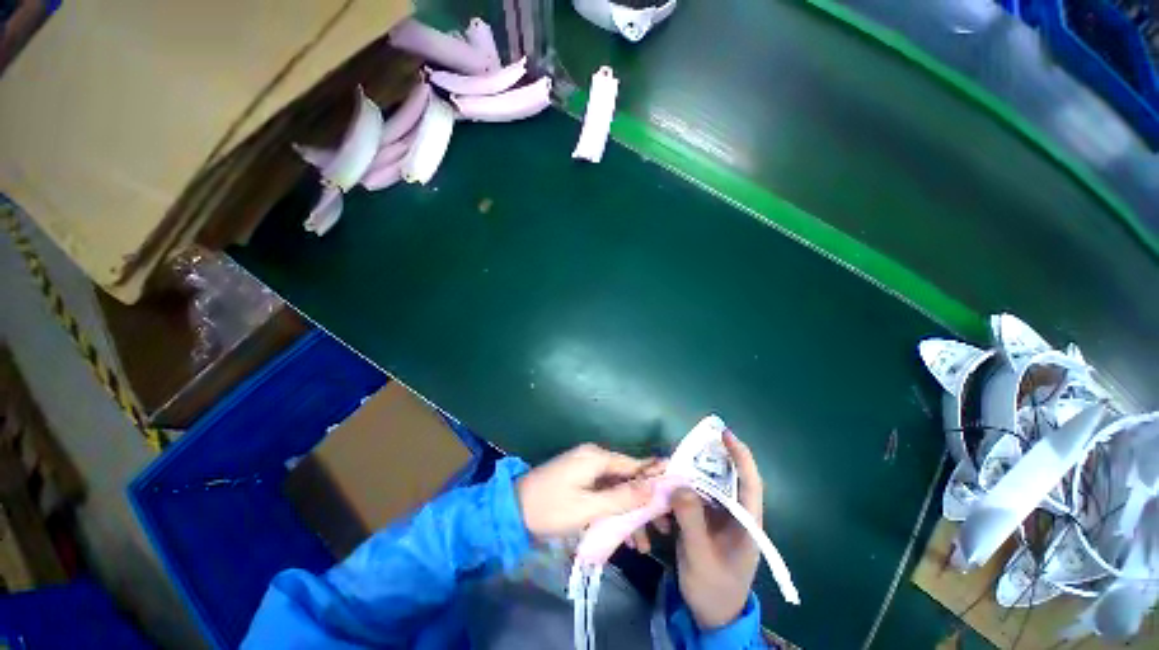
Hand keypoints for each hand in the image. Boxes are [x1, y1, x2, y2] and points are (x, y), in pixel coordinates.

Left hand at [516, 443, 661, 538]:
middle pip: (627, 478)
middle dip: (644, 502)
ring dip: (629, 512)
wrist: (512, 511)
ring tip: (642, 544)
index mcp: (596, 458)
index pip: (634, 464)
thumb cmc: (550, 508)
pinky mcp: (579, 481)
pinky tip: (622, 535)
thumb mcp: (588, 507)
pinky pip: (603, 493)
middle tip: (662, 529)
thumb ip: (621, 497)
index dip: (655, 476)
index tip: (676, 491)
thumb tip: (654, 486)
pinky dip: (613, 511)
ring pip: (616, 489)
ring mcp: (585, 469)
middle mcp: (594, 458)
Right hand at [671, 432, 762, 629]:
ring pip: (707, 485)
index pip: (749, 482)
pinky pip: (694, 496)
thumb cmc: (713, 587)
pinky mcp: (705, 520)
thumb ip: (690, 518)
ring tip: (676, 461)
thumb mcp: (700, 554)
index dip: (740, 455)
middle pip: (726, 477)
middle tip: (690, 443)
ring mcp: (719, 517)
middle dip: (710, 457)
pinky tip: (669, 487)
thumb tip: (678, 483)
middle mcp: (735, 513)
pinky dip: (682, 489)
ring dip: (692, 473)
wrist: (710, 614)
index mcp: (747, 522)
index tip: (725, 434)